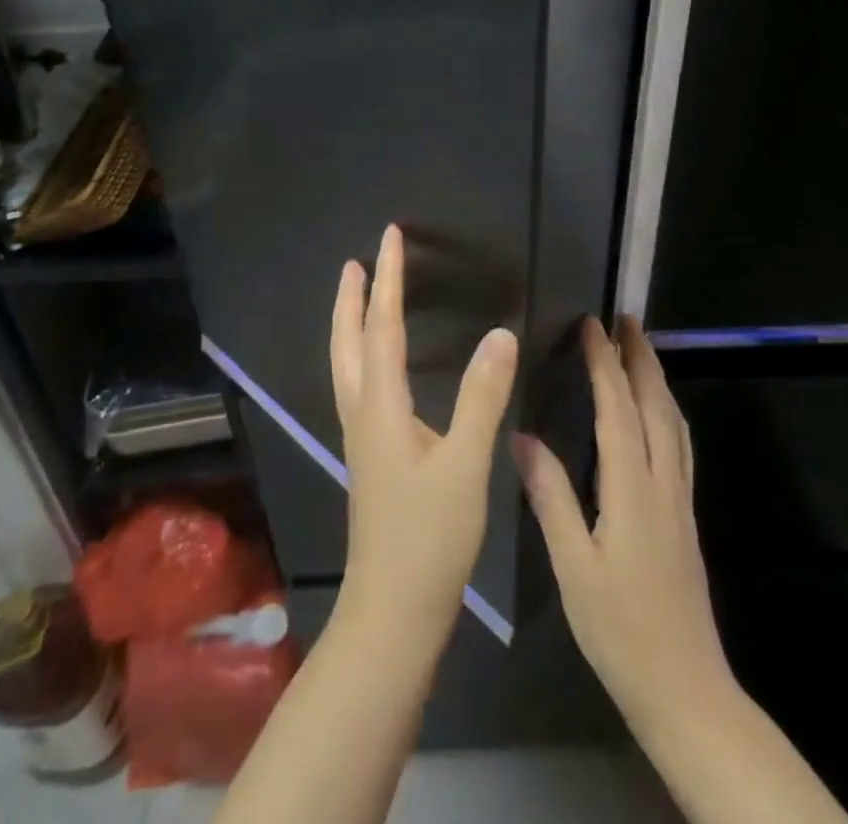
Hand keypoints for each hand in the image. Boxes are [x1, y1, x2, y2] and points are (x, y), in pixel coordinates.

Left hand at [330, 224, 518, 651]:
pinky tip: (378, 365)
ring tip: (359, 297)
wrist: (393, 610)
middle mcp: (362, 413)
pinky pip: (358, 385)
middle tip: (356, 261)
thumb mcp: (465, 464)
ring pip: (347, 364)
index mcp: (381, 406)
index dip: (388, 279)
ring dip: (351, 324)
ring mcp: (361, 436)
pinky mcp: (370, 455)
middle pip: (349, 342)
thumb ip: (482, 397)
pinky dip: (361, 354)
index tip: (390, 237)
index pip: (383, 326)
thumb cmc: (430, 537)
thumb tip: (500, 333)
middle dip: (351, 297)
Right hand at [512, 315, 729, 736]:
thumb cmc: (619, 627)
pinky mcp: (685, 516)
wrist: (685, 688)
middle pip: (656, 404)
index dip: (604, 363)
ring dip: (657, 378)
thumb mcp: (572, 565)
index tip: (590, 325)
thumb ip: (550, 496)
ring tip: (641, 349)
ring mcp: (680, 499)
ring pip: (674, 422)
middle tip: (626, 318)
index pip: (618, 408)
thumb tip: (520, 437)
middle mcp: (663, 482)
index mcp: (632, 488)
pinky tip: (659, 413)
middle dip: (640, 357)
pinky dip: (667, 410)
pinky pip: (679, 443)